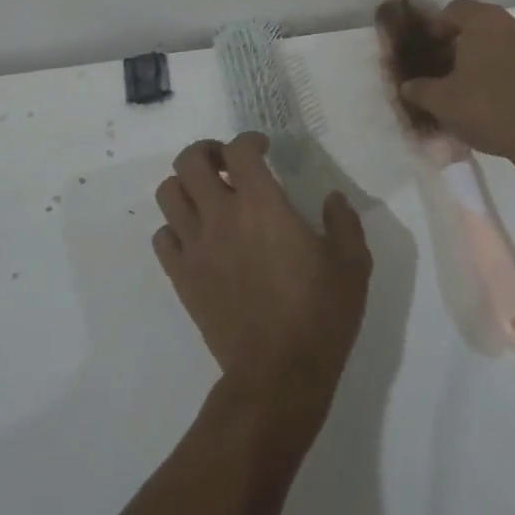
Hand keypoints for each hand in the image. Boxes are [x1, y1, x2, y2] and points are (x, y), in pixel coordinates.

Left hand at [153, 133, 371, 414]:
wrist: (278, 374)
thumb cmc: (320, 313)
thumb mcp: (353, 263)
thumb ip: (344, 221)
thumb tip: (333, 199)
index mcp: (262, 205)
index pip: (239, 149)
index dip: (249, 139)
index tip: (263, 148)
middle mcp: (221, 216)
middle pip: (190, 161)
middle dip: (207, 152)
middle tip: (227, 165)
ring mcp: (196, 247)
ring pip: (167, 194)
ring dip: (186, 186)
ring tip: (209, 197)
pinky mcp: (181, 277)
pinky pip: (162, 237)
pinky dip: (176, 227)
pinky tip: (199, 238)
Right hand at [396, 0, 514, 164]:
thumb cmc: (489, 109)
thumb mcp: (442, 102)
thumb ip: (420, 89)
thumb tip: (407, 85)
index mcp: (485, 21)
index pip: (454, 9)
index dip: (437, 26)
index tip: (429, 48)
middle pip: (482, 24)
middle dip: (464, 42)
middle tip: (449, 68)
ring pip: (506, 41)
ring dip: (490, 56)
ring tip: (476, 85)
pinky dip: (512, 70)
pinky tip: (503, 97)